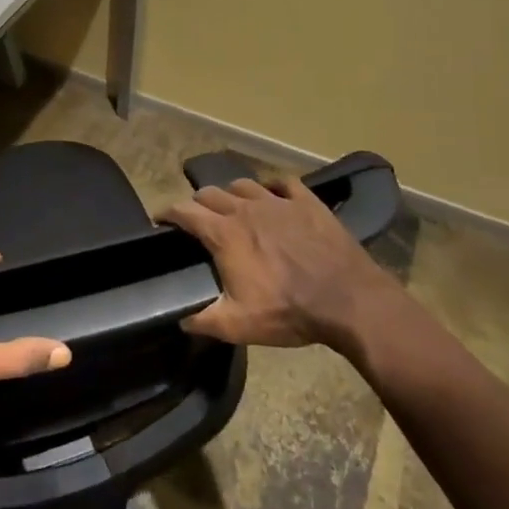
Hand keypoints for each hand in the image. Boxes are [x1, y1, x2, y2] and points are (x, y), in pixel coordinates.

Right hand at [163, 178, 392, 351]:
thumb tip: (181, 320)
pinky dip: (272, 187)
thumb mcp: (239, 325)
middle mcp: (245, 208)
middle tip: (196, 219)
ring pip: (242, 184)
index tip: (160, 219)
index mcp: (224, 233)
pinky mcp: (306, 202)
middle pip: (209, 193)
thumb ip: (204, 320)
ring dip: (230, 194)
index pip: (184, 211)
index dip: (167, 213)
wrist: (349, 300)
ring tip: (232, 207)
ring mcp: (278, 201)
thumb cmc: (290, 311)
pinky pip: (283, 183)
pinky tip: (273, 196)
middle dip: (197, 203)